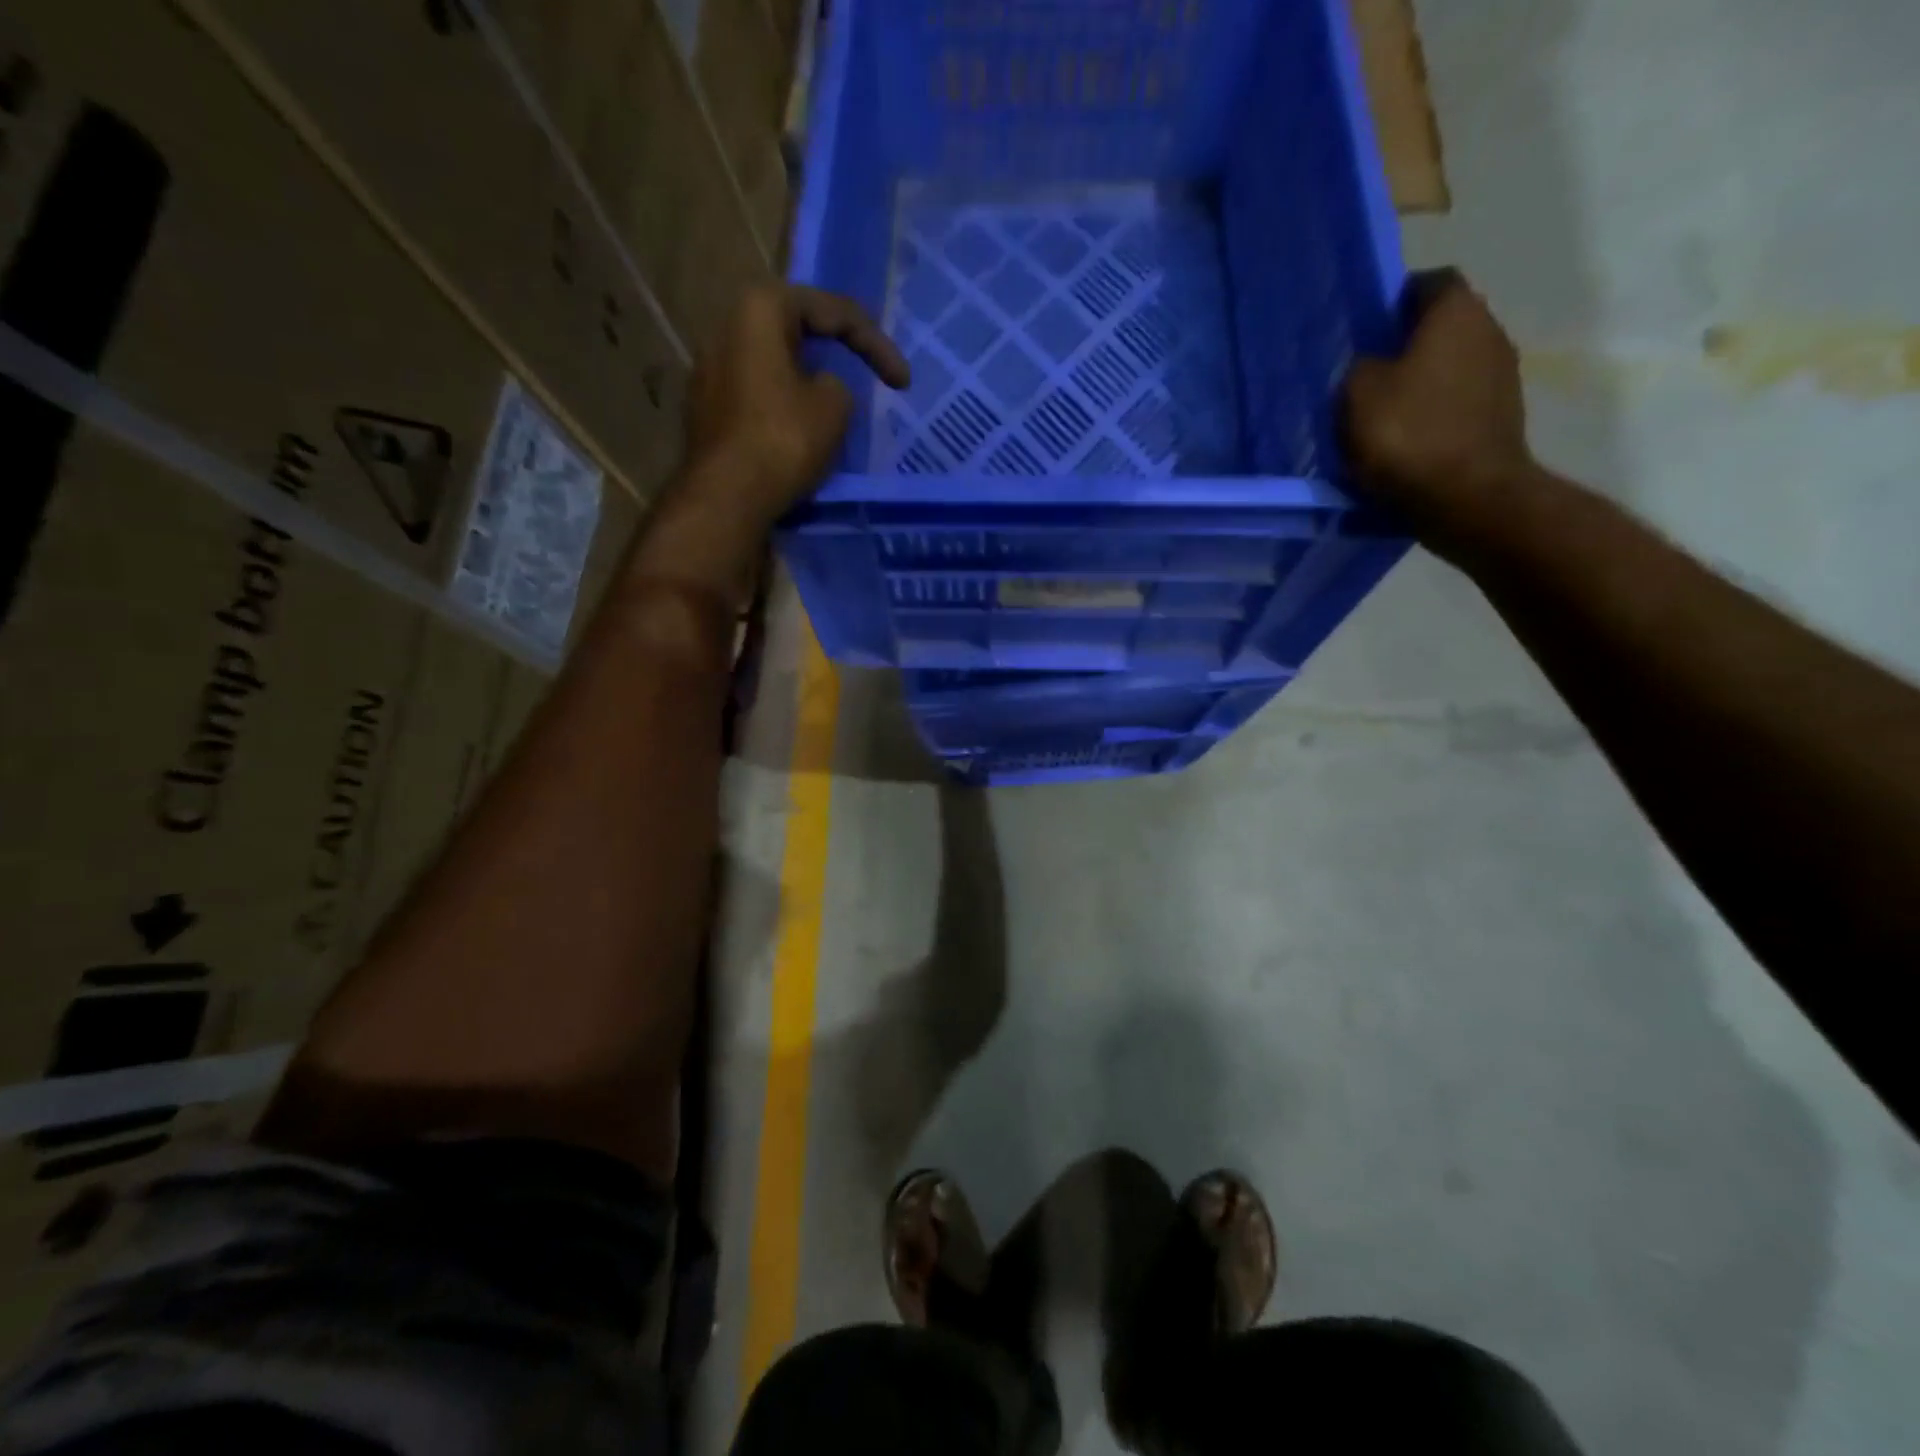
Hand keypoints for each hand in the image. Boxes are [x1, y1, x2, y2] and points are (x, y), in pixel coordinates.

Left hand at [683, 283, 909, 530]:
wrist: (726, 497)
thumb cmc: (784, 439)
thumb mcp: (835, 405)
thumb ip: (837, 384)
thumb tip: (820, 388)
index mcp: (760, 309)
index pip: (832, 311)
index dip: (876, 343)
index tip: (902, 382)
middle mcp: (726, 327)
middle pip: (797, 330)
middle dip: (837, 351)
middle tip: (869, 372)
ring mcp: (709, 369)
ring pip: (775, 364)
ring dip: (808, 379)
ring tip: (837, 403)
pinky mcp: (706, 408)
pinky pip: (757, 394)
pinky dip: (785, 404)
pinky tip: (802, 428)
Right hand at [1343, 271, 1534, 561]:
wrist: (1467, 497)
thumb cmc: (1408, 435)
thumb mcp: (1357, 395)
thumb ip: (1358, 367)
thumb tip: (1369, 364)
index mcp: (1456, 312)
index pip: (1428, 282)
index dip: (1395, 300)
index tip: (1366, 328)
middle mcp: (1489, 331)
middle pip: (1442, 326)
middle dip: (1406, 345)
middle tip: (1365, 375)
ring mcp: (1503, 376)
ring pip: (1450, 367)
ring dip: (1420, 384)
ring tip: (1382, 415)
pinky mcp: (1502, 417)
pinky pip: (1458, 404)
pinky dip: (1433, 415)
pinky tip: (1406, 442)